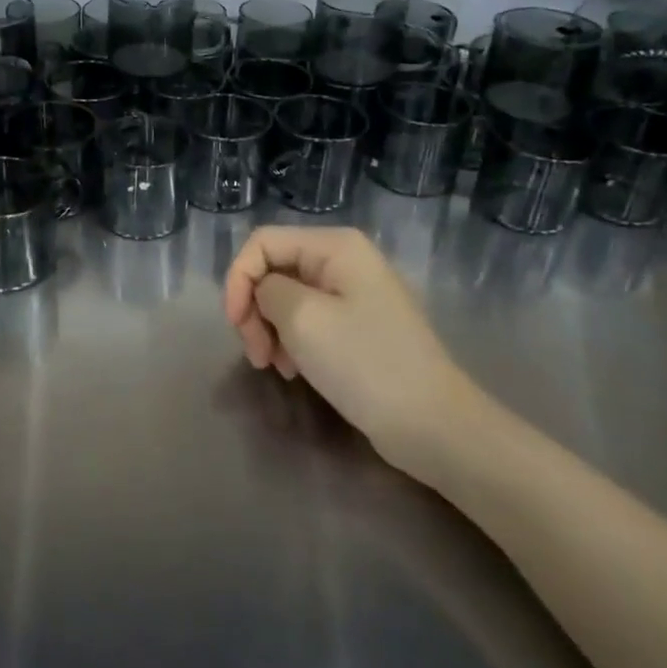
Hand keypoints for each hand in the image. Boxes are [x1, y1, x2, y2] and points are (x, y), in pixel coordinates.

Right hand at [223, 226, 489, 483]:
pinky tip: (293, 370)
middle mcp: (344, 261)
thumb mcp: (302, 319)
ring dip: (270, 330)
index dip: (238, 278)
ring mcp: (352, 295)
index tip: (234, 324)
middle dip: (254, 309)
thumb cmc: (365, 363)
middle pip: (273, 270)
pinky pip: (307, 321)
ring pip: (286, 298)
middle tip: (255, 354)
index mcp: (335, 246)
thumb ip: (267, 290)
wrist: (432, 425)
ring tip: (276, 367)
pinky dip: (291, 342)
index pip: (262, 243)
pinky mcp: (356, 327)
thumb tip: (262, 291)